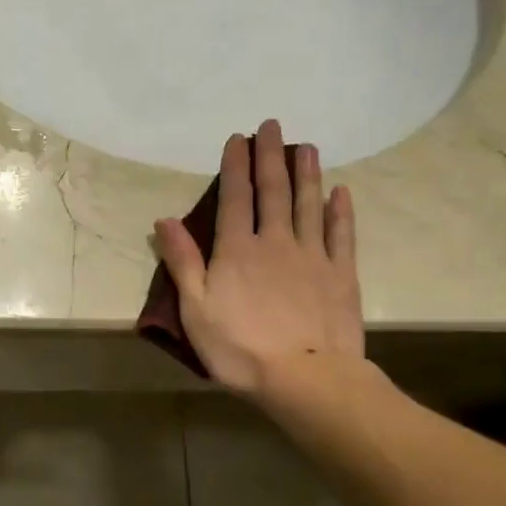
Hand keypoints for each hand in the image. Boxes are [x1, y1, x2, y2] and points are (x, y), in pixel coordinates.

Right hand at [154, 119, 364, 398]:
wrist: (306, 379)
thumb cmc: (240, 348)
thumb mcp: (195, 309)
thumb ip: (182, 262)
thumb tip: (164, 220)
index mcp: (237, 250)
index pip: (235, 197)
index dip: (236, 165)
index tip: (238, 138)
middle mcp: (276, 242)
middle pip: (273, 191)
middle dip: (271, 156)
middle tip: (273, 125)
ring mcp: (313, 257)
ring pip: (309, 205)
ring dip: (307, 173)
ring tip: (306, 146)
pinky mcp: (341, 276)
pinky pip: (341, 235)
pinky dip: (340, 211)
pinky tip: (340, 192)